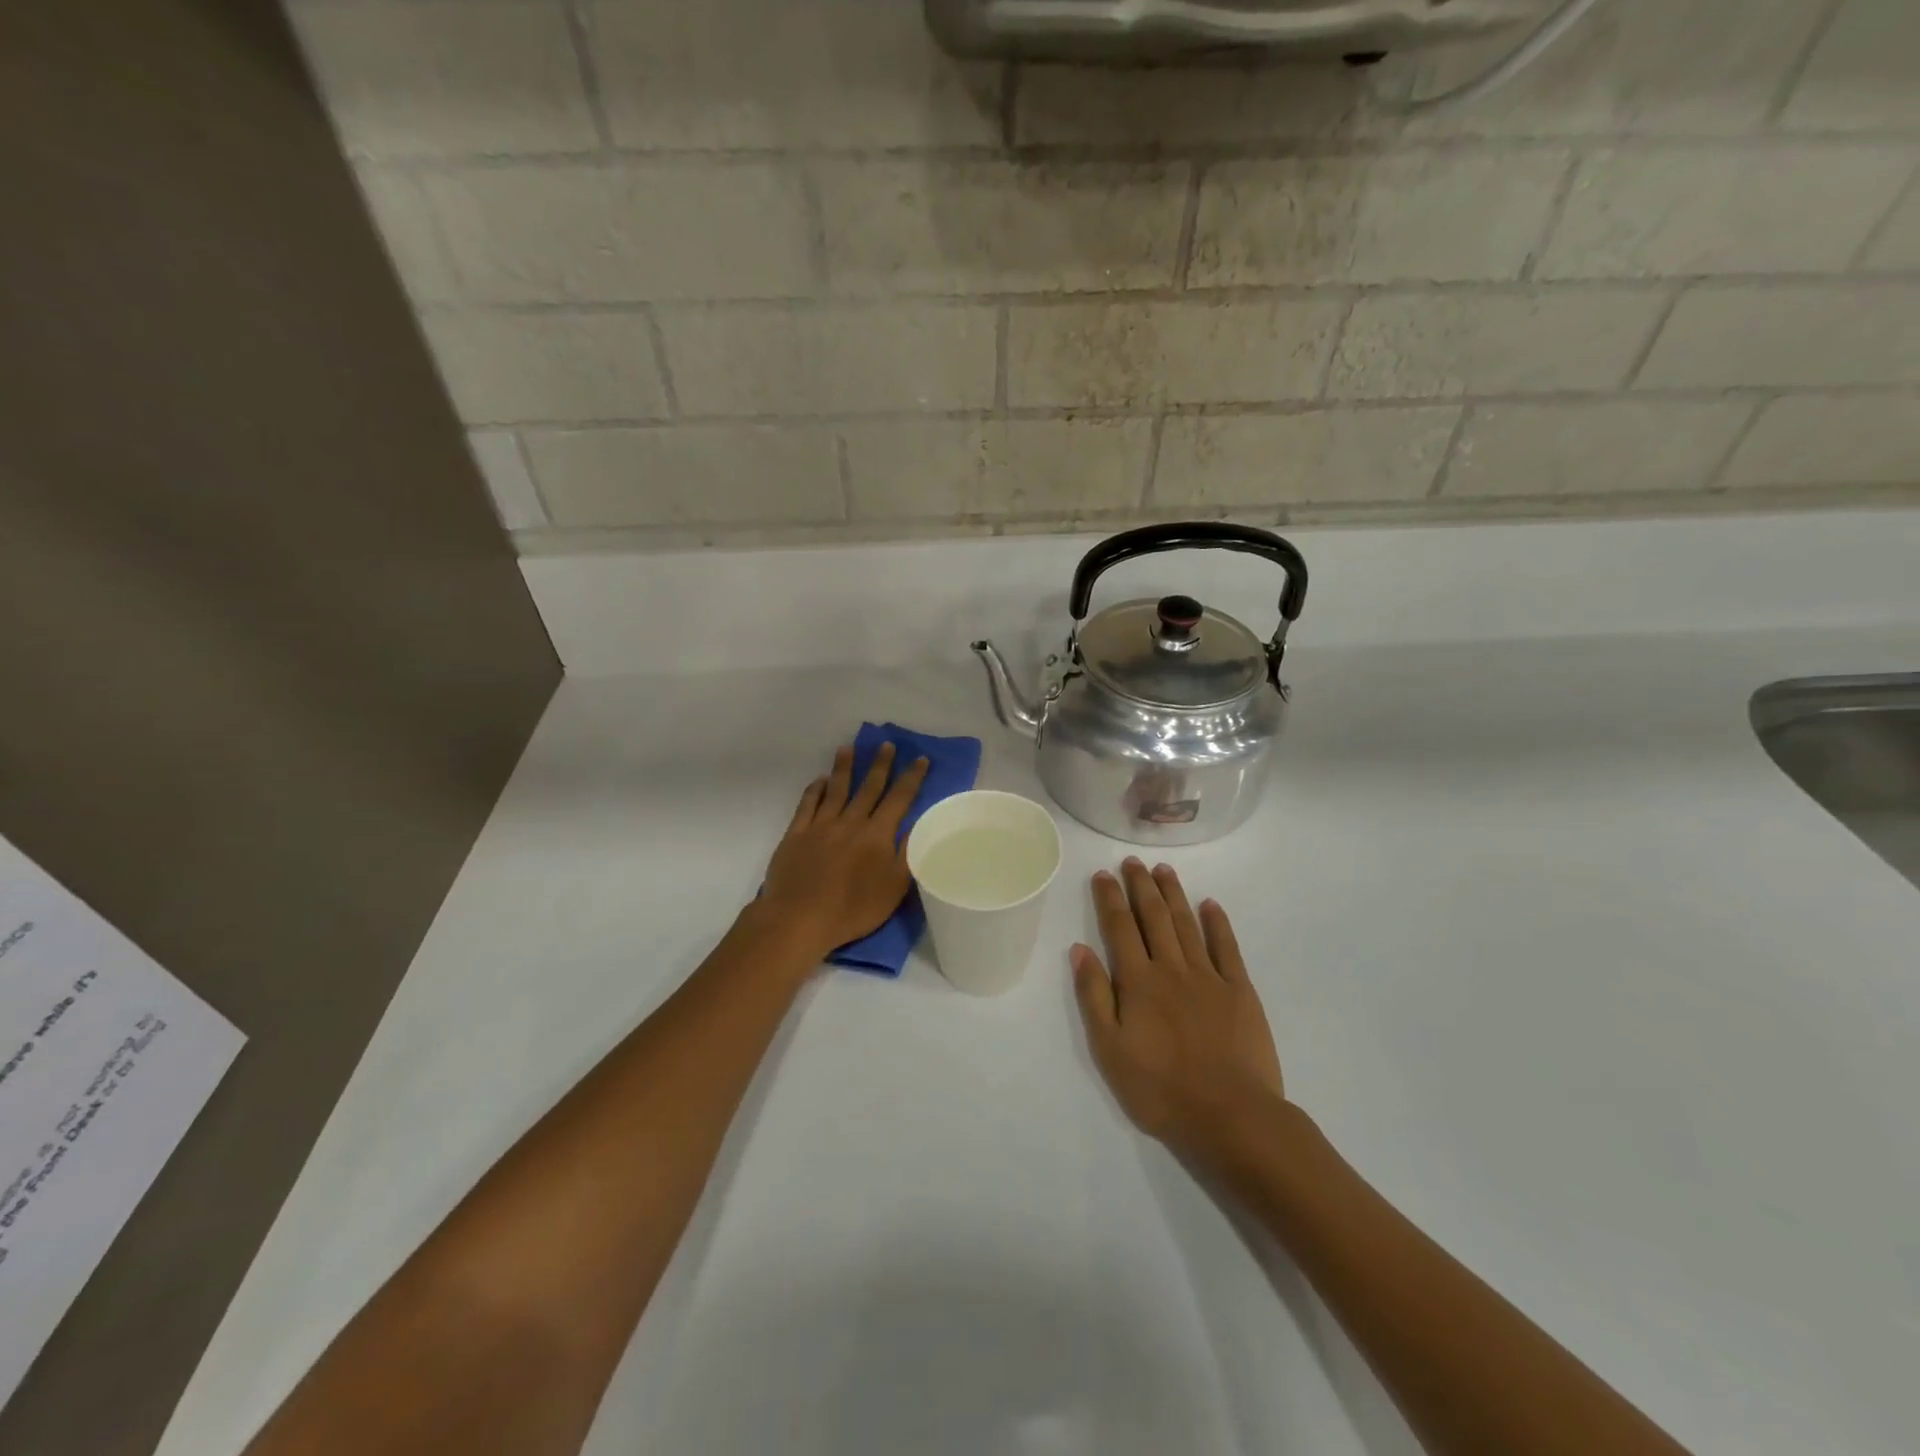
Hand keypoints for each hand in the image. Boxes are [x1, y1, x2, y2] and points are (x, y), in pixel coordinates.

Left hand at [760, 742, 929, 960]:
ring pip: (836, 789)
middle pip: (868, 787)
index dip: (912, 778)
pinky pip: (807, 804)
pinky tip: (818, 780)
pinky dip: (814, 789)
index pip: (900, 799)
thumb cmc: (852, 909)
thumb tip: (916, 827)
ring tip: (848, 748)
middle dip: (880, 765)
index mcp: (877, 834)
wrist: (799, 918)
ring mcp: (821, 825)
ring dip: (844, 768)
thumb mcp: (893, 888)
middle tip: (886, 744)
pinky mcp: (796, 834)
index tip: (920, 759)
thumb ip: (906, 855)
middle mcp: (850, 822)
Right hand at [1071, 860, 1285, 1163]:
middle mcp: (1171, 968)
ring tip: (1164, 870)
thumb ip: (1094, 996)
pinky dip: (1218, 923)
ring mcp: (1209, 977)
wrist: (1231, 1116)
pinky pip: (1227, 948)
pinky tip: (1211, 904)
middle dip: (1140, 886)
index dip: (1110, 898)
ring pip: (1187, 924)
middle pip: (1154, 917)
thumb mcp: (1110, 1050)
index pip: (1119, 928)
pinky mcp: (1240, 991)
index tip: (1103, 874)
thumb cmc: (1160, 1089)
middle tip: (1132, 862)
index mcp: (1138, 982)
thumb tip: (1079, 949)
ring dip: (1173, 894)